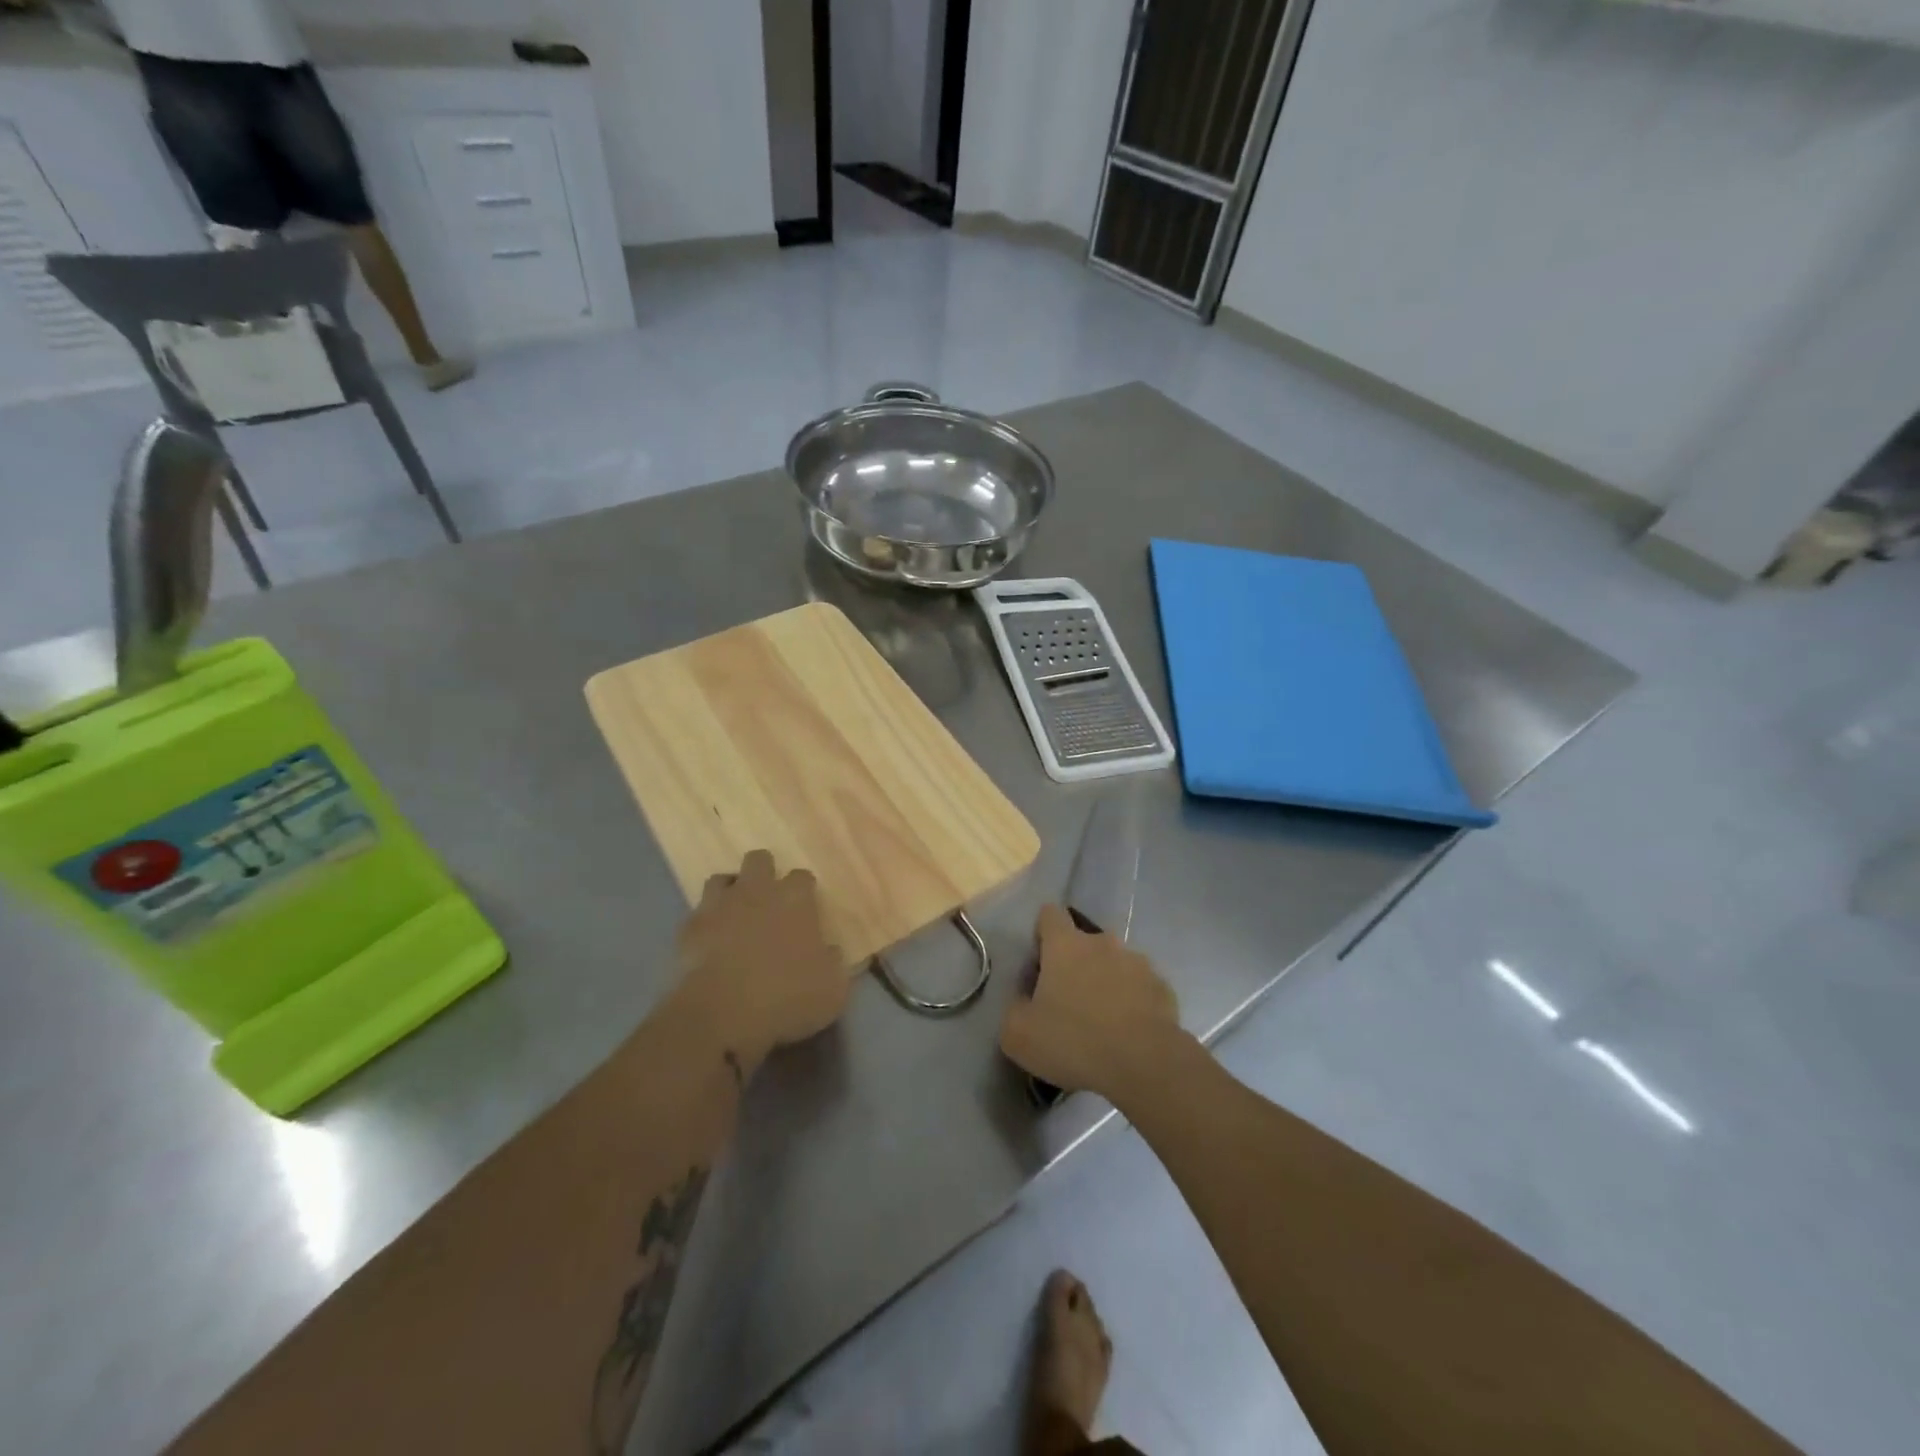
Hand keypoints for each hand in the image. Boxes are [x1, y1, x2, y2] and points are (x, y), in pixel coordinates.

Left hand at [670, 850, 848, 1076]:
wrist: (721, 1016)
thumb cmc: (785, 998)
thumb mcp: (831, 990)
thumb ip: (834, 963)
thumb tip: (830, 952)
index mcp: (794, 900)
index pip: (802, 877)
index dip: (804, 891)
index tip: (806, 911)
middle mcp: (756, 892)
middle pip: (759, 860)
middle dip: (765, 874)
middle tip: (769, 903)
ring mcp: (718, 907)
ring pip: (722, 880)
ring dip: (730, 893)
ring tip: (736, 916)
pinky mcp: (689, 928)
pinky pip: (698, 914)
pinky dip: (706, 923)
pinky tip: (711, 943)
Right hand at [999, 903, 1183, 1101]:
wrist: (1145, 1064)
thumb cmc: (1075, 1041)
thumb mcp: (1019, 1035)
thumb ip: (1014, 1008)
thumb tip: (1024, 1000)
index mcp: (1065, 945)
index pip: (1050, 915)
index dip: (1042, 932)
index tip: (1040, 961)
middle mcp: (1103, 943)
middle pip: (1083, 942)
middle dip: (1075, 964)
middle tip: (1067, 1002)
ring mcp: (1138, 963)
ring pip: (1114, 964)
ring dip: (1105, 982)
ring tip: (1102, 1022)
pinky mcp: (1162, 987)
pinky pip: (1140, 988)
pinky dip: (1132, 1003)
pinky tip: (1128, 1033)